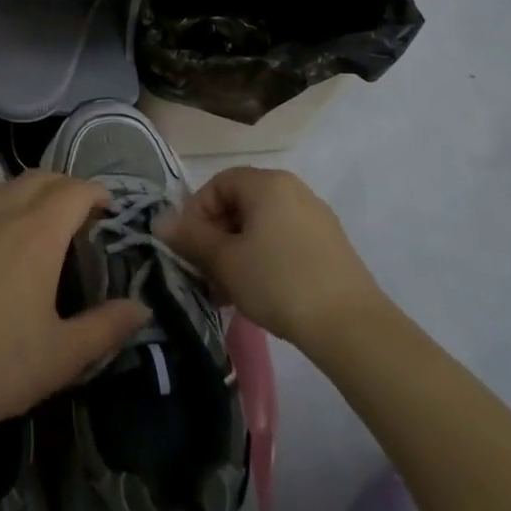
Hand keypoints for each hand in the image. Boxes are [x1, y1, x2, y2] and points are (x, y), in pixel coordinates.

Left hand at [0, 165, 149, 445]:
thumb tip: (142, 307)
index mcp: (39, 236)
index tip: (107, 208)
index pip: (74, 192)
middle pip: (40, 180)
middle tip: (77, 211)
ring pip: (2, 184)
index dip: (95, 192)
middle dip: (66, 187)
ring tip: (37, 205)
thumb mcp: (63, 356)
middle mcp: (2, 213)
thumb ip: (107, 327)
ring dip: (27, 187)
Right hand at [157, 165, 387, 350]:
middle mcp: (293, 189)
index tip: (190, 248)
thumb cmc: (278, 282)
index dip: (197, 213)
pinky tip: (260, 292)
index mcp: (267, 183)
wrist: (352, 327)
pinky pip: (284, 240)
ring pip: (262, 225)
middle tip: (206, 273)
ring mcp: (316, 217)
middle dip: (216, 237)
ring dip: (238, 252)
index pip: (218, 184)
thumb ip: (191, 237)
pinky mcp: (330, 245)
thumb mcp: (225, 261)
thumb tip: (159, 221)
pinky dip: (265, 258)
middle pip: (240, 204)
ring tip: (229, 291)